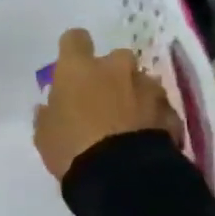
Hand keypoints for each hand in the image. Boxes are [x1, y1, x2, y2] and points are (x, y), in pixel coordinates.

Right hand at [34, 27, 183, 180]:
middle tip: (101, 102)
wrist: (122, 176)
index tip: (70, 68)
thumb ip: (47, 115)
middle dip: (110, 76)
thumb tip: (49, 106)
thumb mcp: (44, 135)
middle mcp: (115, 68)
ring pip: (139, 82)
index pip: (74, 39)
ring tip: (127, 125)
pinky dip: (152, 118)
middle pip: (114, 59)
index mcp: (79, 68)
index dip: (72, 50)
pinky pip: (158, 108)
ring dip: (133, 96)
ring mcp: (147, 87)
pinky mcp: (169, 110)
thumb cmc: (72, 149)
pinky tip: (144, 140)